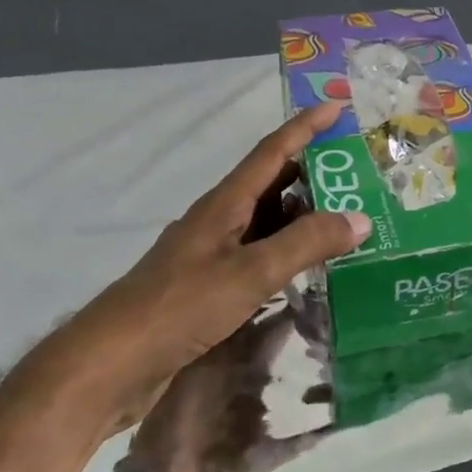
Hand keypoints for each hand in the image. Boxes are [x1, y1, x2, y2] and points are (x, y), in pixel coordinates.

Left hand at [42, 101, 370, 435]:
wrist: (111, 366)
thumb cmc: (180, 307)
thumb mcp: (250, 273)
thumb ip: (305, 244)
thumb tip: (360, 218)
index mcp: (225, 204)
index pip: (272, 152)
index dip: (305, 127)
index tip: (337, 106)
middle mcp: (220, 221)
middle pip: (272, 184)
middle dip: (313, 172)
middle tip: (358, 172)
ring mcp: (214, 255)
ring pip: (268, 222)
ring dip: (304, 215)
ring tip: (348, 217)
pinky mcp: (211, 287)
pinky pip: (261, 256)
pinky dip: (290, 252)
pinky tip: (312, 268)